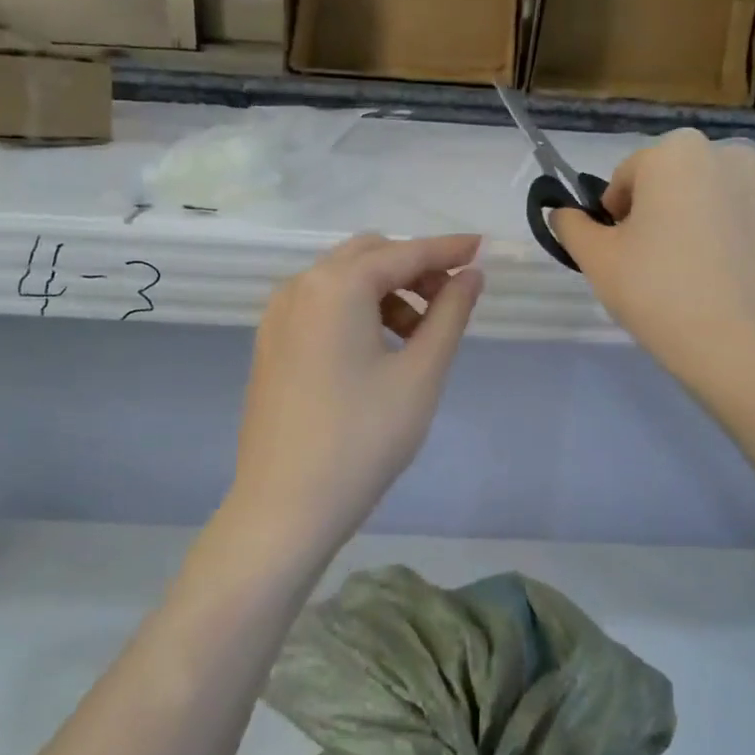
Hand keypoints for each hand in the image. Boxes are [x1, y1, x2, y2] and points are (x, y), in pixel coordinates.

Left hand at [229, 234, 483, 553]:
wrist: (286, 506)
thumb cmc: (363, 438)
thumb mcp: (420, 374)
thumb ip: (450, 315)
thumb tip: (471, 276)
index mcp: (335, 286)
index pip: (404, 253)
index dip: (447, 249)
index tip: (483, 248)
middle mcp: (299, 287)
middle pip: (368, 257)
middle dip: (414, 269)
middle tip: (451, 301)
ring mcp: (277, 316)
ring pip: (342, 281)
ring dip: (386, 292)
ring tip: (419, 336)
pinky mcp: (270, 345)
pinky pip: (320, 307)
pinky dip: (356, 311)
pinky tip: (379, 350)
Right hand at [552, 129, 754, 388]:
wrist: (740, 344)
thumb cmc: (657, 291)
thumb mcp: (597, 259)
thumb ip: (572, 226)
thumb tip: (563, 213)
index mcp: (675, 152)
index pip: (625, 177)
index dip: (612, 217)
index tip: (617, 254)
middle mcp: (723, 153)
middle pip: (666, 181)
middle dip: (650, 214)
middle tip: (644, 265)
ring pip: (700, 198)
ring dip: (683, 223)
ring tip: (680, 274)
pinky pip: (731, 217)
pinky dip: (715, 236)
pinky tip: (710, 278)